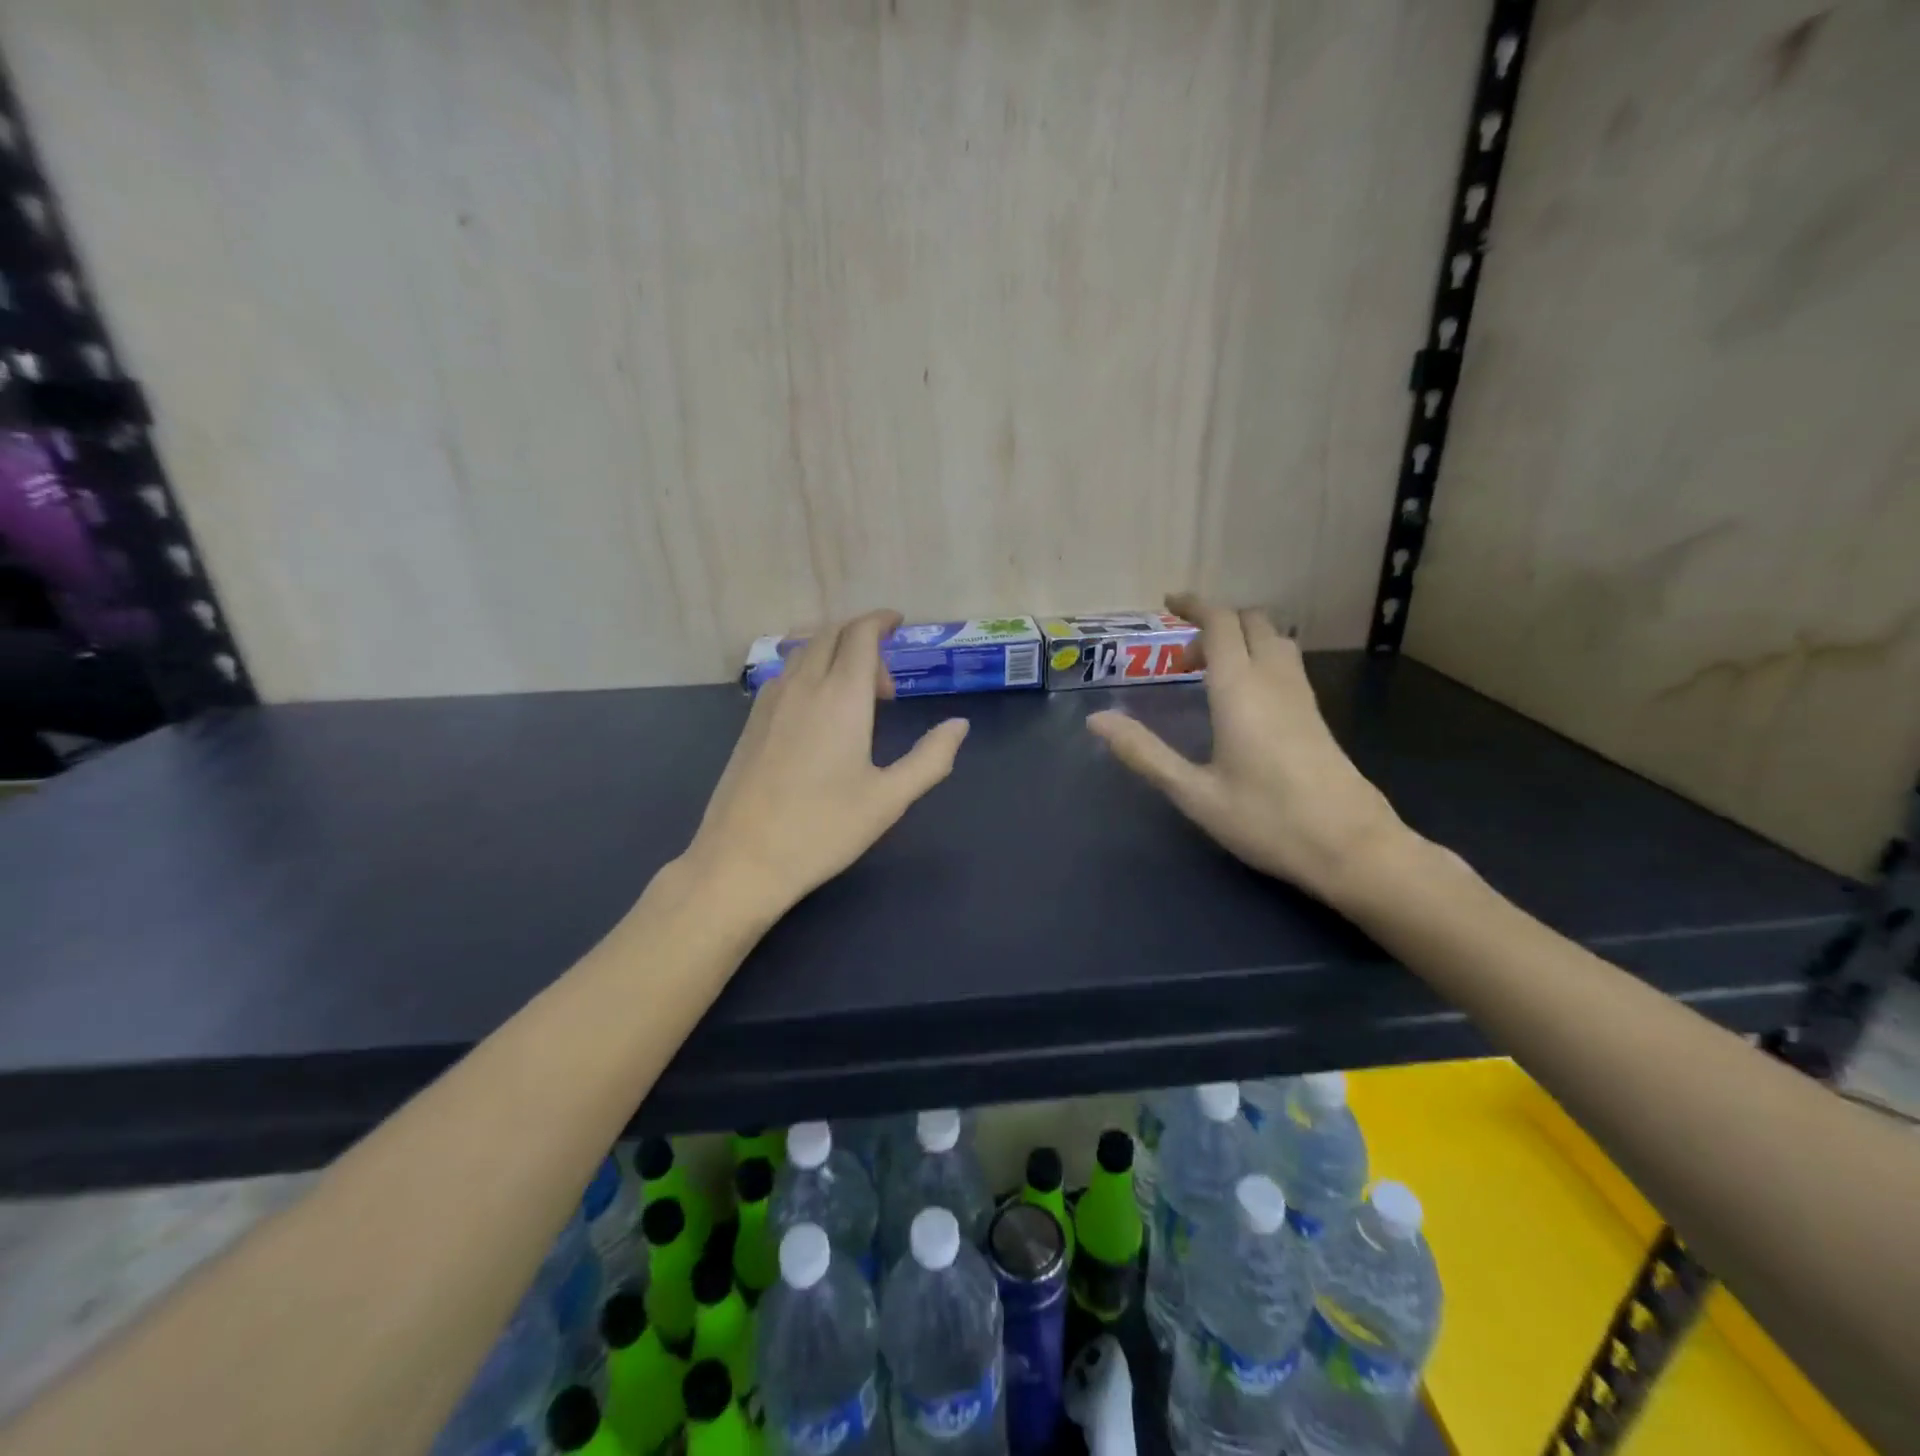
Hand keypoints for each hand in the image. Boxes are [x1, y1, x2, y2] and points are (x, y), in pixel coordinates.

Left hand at [681, 610, 969, 921]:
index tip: (899, 623)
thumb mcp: (889, 799)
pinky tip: (820, 713)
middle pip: (830, 633)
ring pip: (804, 651)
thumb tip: (958, 725)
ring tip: (856, 698)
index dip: (881, 620)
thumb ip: (930, 758)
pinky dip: (810, 670)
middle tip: (886, 683)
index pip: (860, 635)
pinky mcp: (751, 721)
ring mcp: (770, 701)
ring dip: (834, 654)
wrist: (742, 860)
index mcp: (841, 697)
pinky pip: (785, 673)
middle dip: (861, 638)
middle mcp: (802, 686)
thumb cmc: (823, 830)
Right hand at [1087, 593, 1406, 904]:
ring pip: (1273, 640)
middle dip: (1214, 624)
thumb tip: (1097, 719)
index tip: (1168, 603)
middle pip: (1251, 622)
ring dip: (1240, 640)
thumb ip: (1144, 753)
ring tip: (1209, 676)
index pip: (1220, 624)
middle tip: (1182, 662)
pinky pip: (1286, 664)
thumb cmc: (1267, 820)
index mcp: (1240, 690)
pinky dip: (1258, 659)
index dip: (1194, 606)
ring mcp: (1302, 697)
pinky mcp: (1316, 716)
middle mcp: (1274, 681)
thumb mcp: (1194, 793)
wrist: (1352, 848)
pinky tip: (1243, 700)